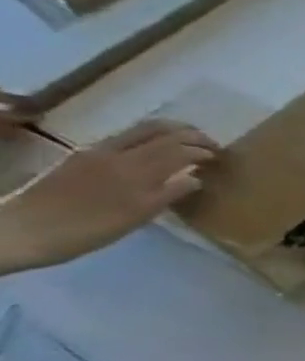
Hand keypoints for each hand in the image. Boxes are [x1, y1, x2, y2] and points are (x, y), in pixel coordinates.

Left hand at [0, 120, 218, 272]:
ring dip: (167, 132)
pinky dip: (146, 139)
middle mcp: (117, 153)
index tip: (220, 157)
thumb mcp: (138, 216)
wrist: (26, 230)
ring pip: (139, 131)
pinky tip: (151, 152)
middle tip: (209, 143)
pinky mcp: (81, 156)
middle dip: (188, 133)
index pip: (179, 148)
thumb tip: (196, 177)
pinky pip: (122, 139)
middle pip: (159, 130)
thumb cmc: (91, 229)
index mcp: (136, 169)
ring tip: (185, 142)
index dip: (203, 150)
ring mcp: (95, 152)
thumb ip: (169, 193)